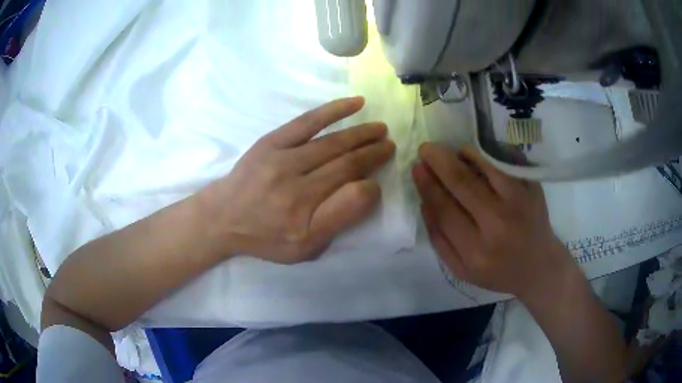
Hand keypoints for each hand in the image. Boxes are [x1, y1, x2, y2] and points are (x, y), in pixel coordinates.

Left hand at [198, 97, 394, 263]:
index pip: (353, 194)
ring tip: (380, 128)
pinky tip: (356, 103)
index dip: (372, 184)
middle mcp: (295, 185)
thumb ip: (338, 220)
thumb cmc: (265, 237)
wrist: (223, 217)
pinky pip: (308, 121)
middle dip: (373, 153)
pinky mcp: (272, 141)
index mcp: (304, 215)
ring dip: (360, 133)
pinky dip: (334, 111)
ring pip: (332, 142)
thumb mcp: (303, 248)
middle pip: (345, 163)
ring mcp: (282, 158)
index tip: (378, 178)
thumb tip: (367, 189)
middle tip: (390, 145)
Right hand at [413, 143, 575, 298]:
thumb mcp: (462, 270)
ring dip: (460, 154)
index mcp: (476, 251)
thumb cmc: (498, 271)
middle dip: (438, 161)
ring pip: (485, 167)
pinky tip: (469, 153)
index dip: (427, 185)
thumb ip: (439, 240)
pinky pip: (504, 164)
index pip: (444, 210)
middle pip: (462, 183)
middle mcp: (498, 224)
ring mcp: (519, 202)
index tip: (416, 168)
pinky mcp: (532, 189)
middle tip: (425, 149)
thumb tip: (424, 202)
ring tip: (445, 150)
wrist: (539, 266)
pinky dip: (483, 155)